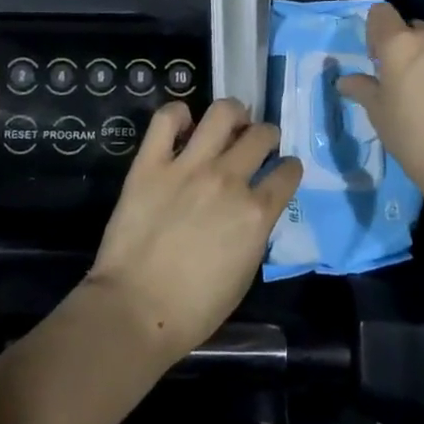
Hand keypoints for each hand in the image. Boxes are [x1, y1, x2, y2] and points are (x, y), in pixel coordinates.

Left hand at [85, 98, 301, 367]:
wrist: (135, 311)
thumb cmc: (194, 309)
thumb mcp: (244, 273)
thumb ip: (253, 231)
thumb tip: (251, 209)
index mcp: (255, 212)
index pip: (287, 172)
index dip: (288, 169)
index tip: (282, 169)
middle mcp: (228, 179)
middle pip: (262, 134)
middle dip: (267, 135)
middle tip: (257, 142)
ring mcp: (189, 166)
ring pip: (223, 112)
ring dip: (234, 114)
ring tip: (229, 123)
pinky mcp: (151, 162)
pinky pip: (167, 118)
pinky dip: (178, 114)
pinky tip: (182, 125)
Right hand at [337, 2, 423, 209]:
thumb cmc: (415, 137)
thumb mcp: (379, 115)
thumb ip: (362, 89)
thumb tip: (345, 81)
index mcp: (400, 43)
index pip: (381, 12)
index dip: (376, 32)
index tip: (378, 60)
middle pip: (413, 29)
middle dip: (407, 48)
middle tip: (405, 82)